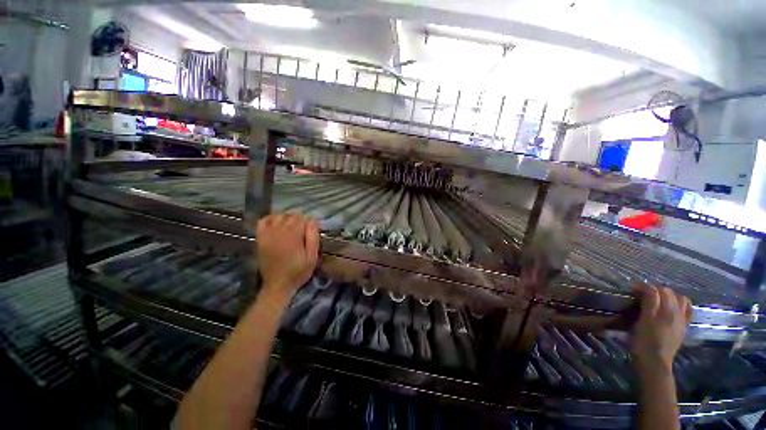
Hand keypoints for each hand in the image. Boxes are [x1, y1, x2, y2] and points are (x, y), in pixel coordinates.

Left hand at [256, 213, 318, 299]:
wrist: (278, 285)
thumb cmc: (298, 271)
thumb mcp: (312, 255)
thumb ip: (313, 236)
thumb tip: (312, 220)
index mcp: (293, 234)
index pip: (302, 218)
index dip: (309, 223)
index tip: (311, 232)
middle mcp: (279, 230)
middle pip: (291, 215)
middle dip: (299, 221)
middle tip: (303, 232)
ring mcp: (267, 233)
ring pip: (279, 216)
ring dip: (287, 219)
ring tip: (292, 228)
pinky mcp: (260, 238)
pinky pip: (264, 221)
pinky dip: (271, 219)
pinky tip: (277, 224)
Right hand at [631, 285, 690, 369]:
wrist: (655, 362)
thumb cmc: (643, 341)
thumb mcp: (641, 321)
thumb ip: (648, 303)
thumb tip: (645, 289)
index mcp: (663, 310)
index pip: (655, 290)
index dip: (643, 287)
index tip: (631, 289)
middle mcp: (675, 312)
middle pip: (668, 292)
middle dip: (655, 289)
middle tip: (642, 294)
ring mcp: (681, 320)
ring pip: (679, 298)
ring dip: (668, 295)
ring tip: (658, 299)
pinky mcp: (683, 326)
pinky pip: (686, 309)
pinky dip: (679, 304)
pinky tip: (671, 308)